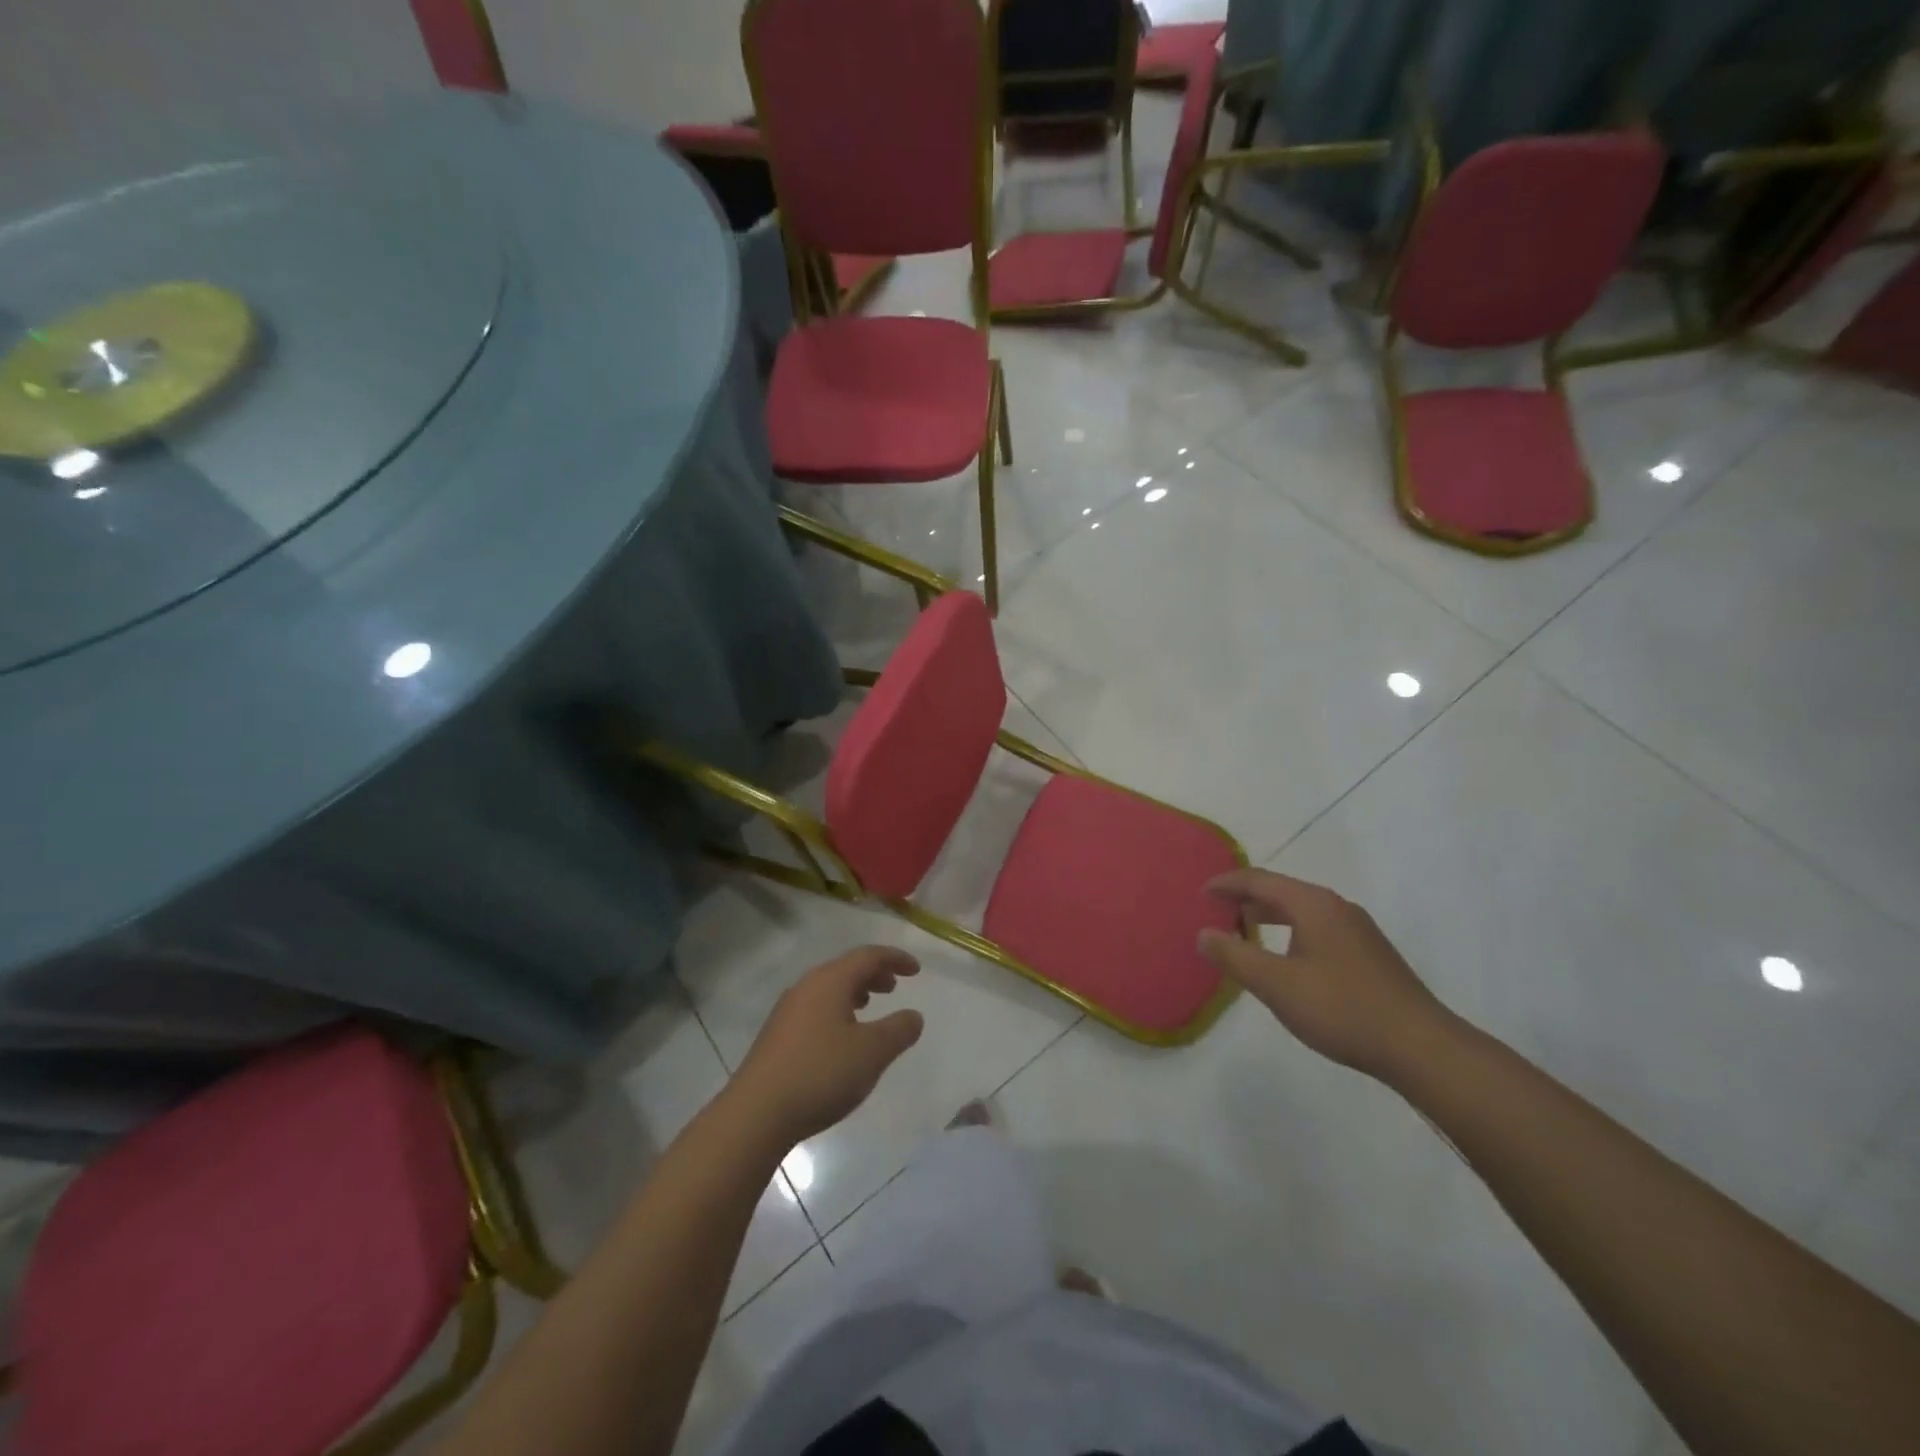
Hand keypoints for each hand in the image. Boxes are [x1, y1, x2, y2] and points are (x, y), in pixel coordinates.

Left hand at [731, 946, 924, 1146]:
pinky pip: (816, 1008)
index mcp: (829, 981)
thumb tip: (914, 1015)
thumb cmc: (821, 1073)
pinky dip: (837, 1011)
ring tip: (870, 1008)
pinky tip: (842, 1038)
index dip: (895, 958)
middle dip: (874, 974)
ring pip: (829, 989)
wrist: (756, 1114)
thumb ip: (899, 1030)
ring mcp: (787, 1012)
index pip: (868, 956)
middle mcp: (806, 987)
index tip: (916, 970)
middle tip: (894, 986)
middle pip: (846, 969)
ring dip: (854, 992)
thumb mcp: (872, 1052)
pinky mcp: (777, 1037)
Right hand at [1198, 869, 1452, 1081]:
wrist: (1421, 1048)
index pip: (1259, 880)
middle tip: (1217, 911)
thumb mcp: (1276, 985)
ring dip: (1269, 915)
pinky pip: (1318, 927)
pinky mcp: (1369, 954)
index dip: (1227, 883)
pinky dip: (1291, 931)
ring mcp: (1358, 930)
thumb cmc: (1341, 1009)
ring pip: (1302, 910)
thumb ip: (1235, 956)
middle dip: (1246, 898)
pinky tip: (1287, 958)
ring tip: (1245, 931)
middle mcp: (1336, 907)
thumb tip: (1203, 933)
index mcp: (1313, 905)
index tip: (1200, 892)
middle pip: (1281, 890)